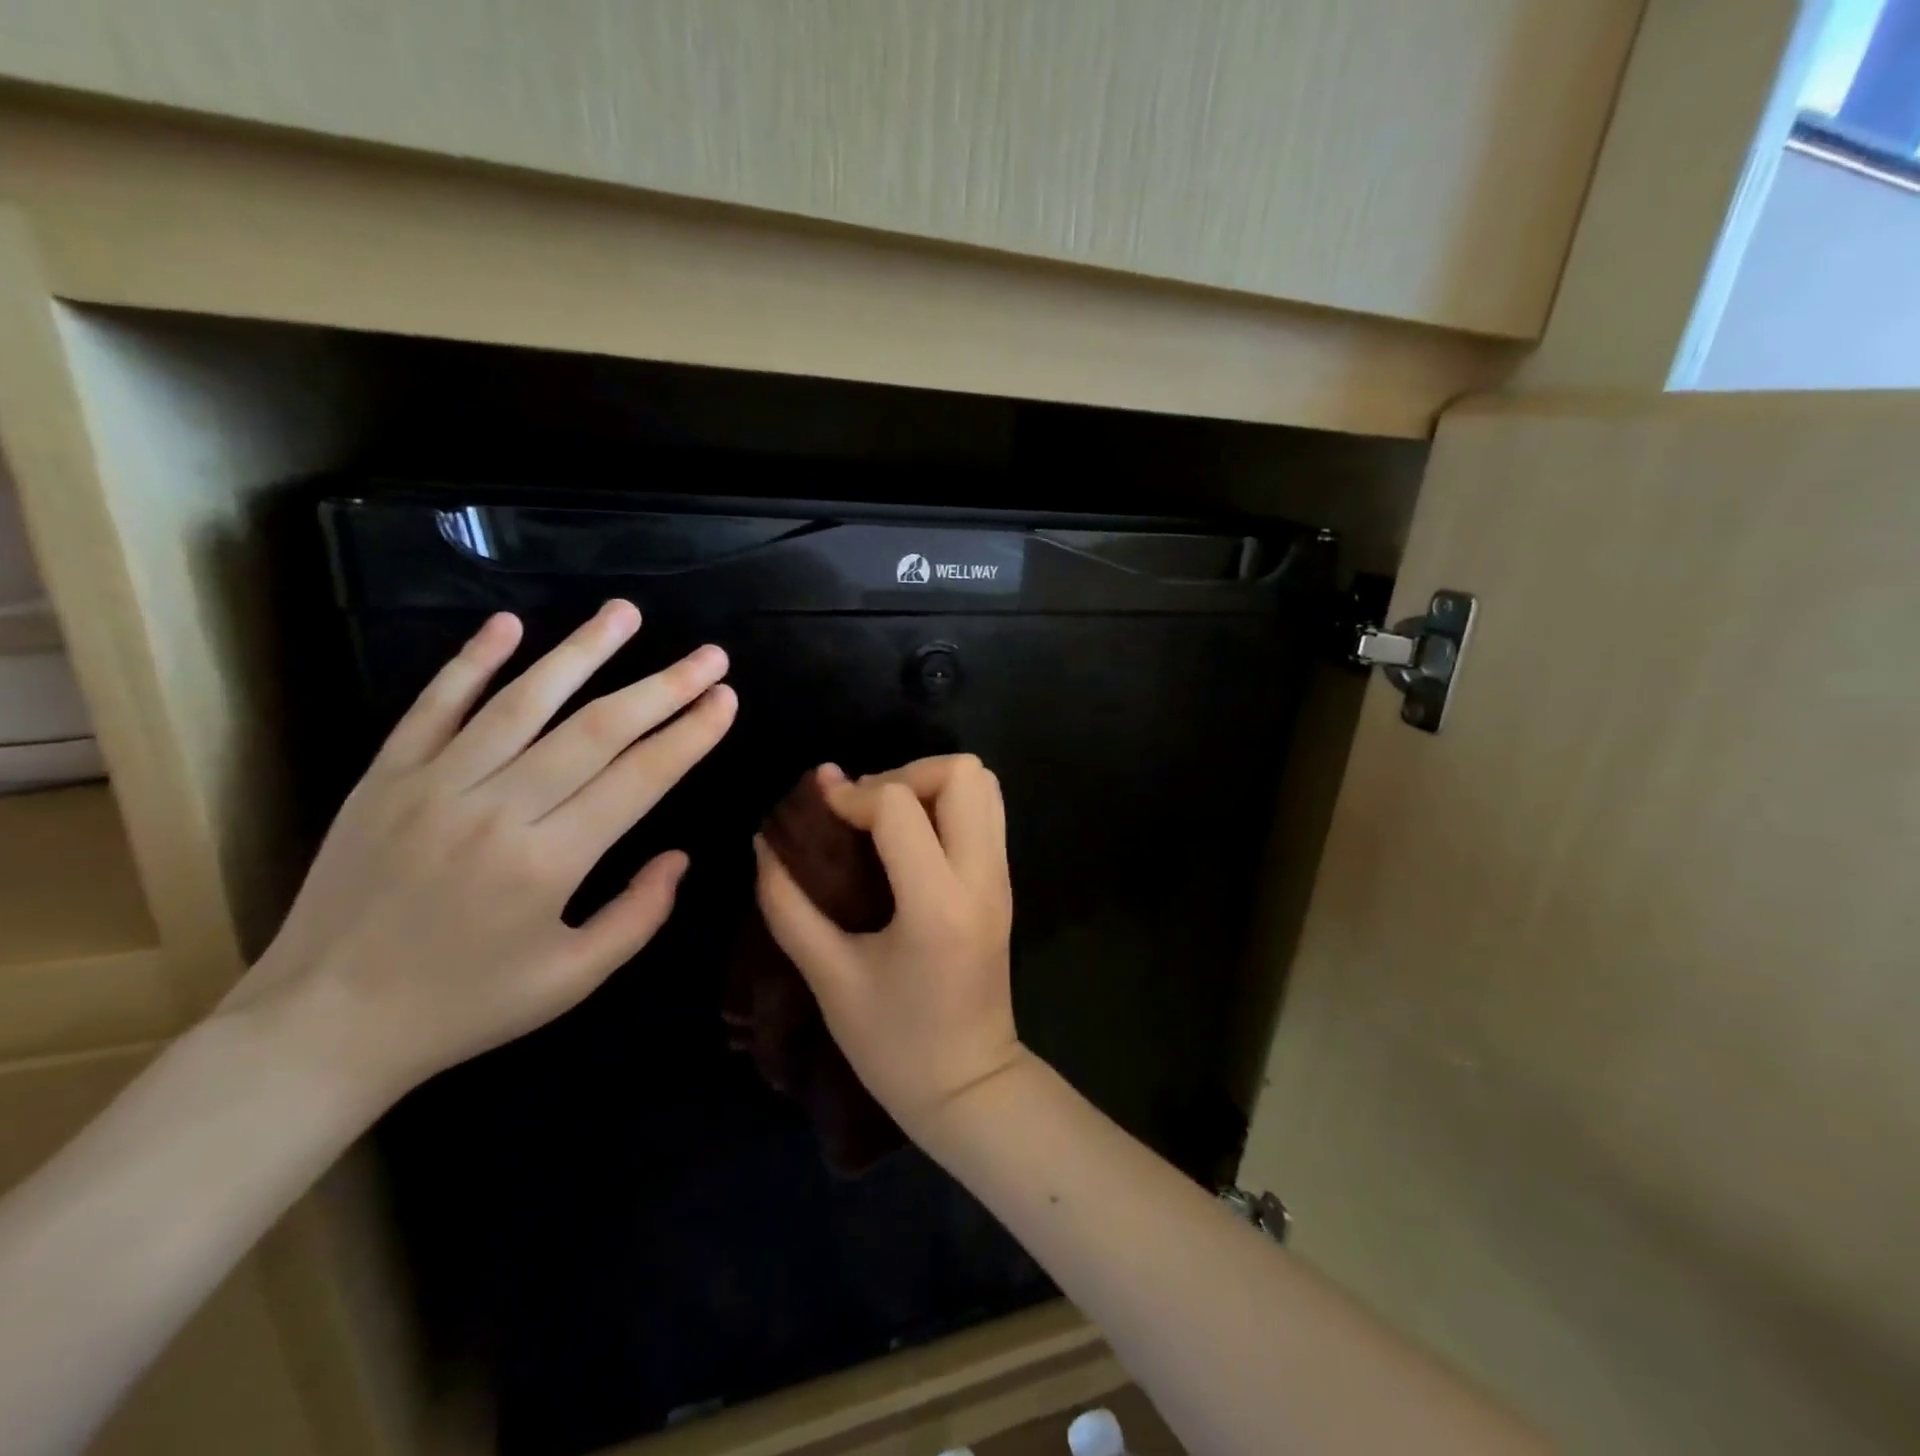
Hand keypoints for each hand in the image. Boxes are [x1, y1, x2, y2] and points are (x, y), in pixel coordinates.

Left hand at [231, 600, 735, 1102]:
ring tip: (626, 613)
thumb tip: (680, 857)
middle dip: (663, 687)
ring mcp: (433, 786)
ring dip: (582, 651)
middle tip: (710, 655)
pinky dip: (472, 662)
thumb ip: (639, 916)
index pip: (639, 779)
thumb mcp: (572, 981)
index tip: (727, 699)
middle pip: (596, 730)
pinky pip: (433, 707)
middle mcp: (497, 810)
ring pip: (523, 701)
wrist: (321, 1026)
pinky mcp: (384, 778)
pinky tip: (510, 624)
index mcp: (549, 863)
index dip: (690, 735)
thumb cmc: (465, 1006)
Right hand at [753, 754, 1024, 1136]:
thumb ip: (789, 906)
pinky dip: (947, 805)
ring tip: (886, 820)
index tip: (820, 814)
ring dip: (930, 785)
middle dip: (905, 774)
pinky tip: (908, 842)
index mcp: (936, 904)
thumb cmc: (894, 1045)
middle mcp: (981, 877)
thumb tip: (765, 844)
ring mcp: (1002, 877)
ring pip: (984, 784)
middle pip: (963, 772)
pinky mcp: (1004, 883)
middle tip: (864, 811)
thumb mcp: (829, 979)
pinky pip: (986, 812)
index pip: (900, 806)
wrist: (969, 1086)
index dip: (852, 795)